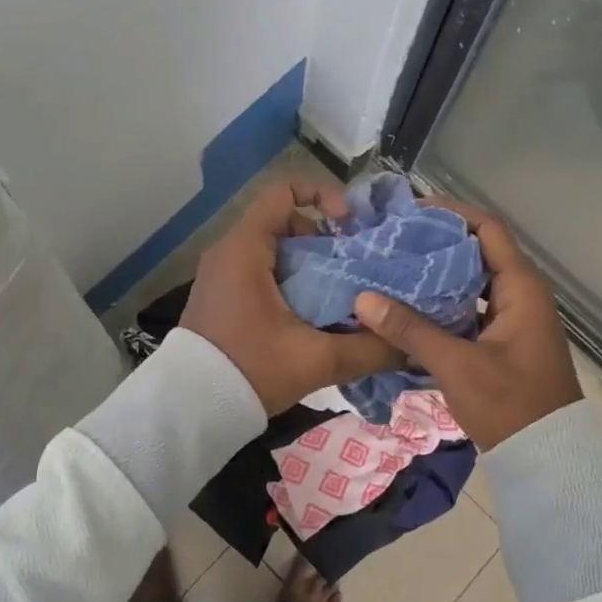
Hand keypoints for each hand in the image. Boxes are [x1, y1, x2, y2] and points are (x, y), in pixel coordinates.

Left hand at [180, 181, 402, 415]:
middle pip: (286, 223)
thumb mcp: (315, 360)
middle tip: (355, 269)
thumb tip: (409, 344)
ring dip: (311, 265)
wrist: (191, 409)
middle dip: (325, 240)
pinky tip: (314, 314)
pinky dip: (291, 281)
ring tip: (340, 294)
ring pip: (276, 251)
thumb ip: (367, 349)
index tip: (350, 227)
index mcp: (245, 249)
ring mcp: (222, 275)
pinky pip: (261, 272)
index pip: (283, 192)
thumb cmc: (250, 370)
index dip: (323, 196)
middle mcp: (229, 252)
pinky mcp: (222, 296)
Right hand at [352, 200, 580, 449]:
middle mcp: (521, 295)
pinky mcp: (502, 340)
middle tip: (394, 241)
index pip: (488, 229)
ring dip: (439, 275)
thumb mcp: (457, 365)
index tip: (412, 212)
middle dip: (438, 243)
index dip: (453, 214)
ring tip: (395, 268)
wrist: (545, 457)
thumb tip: (363, 299)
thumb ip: (410, 330)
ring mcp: (513, 318)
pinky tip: (410, 308)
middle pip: (478, 251)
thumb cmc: (509, 404)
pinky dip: (444, 303)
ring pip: (472, 282)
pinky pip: (470, 308)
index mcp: (522, 289)